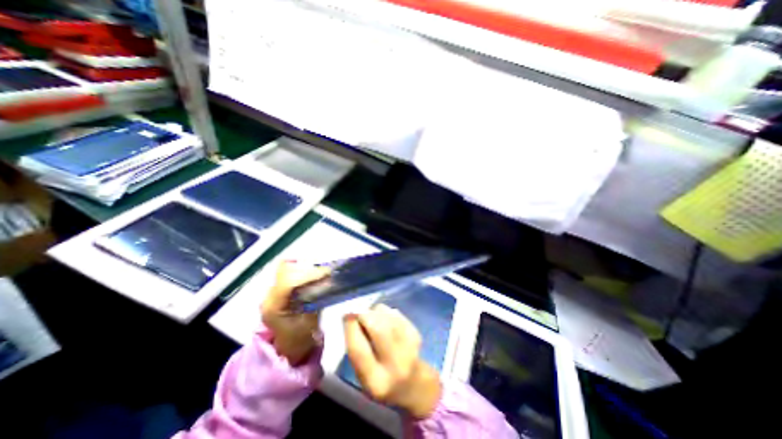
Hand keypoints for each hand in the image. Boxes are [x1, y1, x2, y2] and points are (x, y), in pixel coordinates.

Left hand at [263, 262, 328, 365]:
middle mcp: (268, 296)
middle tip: (326, 273)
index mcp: (273, 308)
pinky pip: (290, 272)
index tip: (327, 272)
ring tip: (321, 273)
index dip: (308, 274)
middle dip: (308, 269)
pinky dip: (303, 271)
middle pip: (286, 271)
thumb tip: (327, 281)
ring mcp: (271, 292)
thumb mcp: (310, 322)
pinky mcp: (277, 289)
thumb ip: (316, 300)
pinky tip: (314, 275)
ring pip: (287, 268)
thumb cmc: (300, 338)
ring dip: (306, 268)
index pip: (288, 283)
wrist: (288, 347)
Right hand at [343, 304, 439, 420]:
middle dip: (364, 315)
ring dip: (374, 312)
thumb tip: (350, 316)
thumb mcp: (363, 374)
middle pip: (377, 329)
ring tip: (372, 319)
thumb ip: (355, 349)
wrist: (412, 383)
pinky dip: (385, 312)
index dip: (351, 328)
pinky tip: (384, 320)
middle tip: (357, 312)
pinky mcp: (416, 333)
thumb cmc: (380, 379)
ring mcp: (409, 347)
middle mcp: (395, 364)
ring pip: (387, 316)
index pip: (359, 350)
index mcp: (375, 381)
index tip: (346, 315)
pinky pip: (395, 312)